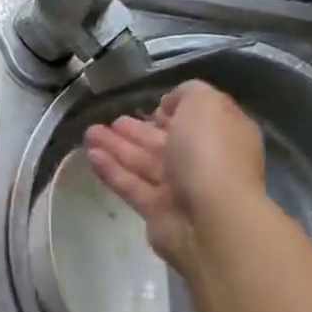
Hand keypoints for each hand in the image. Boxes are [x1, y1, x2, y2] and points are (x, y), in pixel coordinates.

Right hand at [83, 81, 266, 270]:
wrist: (211, 218)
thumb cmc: (211, 153)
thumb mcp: (205, 104)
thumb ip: (188, 93)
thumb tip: (171, 104)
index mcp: (222, 135)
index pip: (198, 119)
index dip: (175, 111)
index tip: (153, 107)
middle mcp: (204, 161)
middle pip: (165, 142)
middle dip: (138, 130)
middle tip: (112, 120)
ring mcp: (180, 188)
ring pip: (143, 162)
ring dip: (117, 147)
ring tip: (89, 133)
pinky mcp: (157, 210)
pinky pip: (131, 185)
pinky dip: (112, 170)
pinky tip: (91, 155)